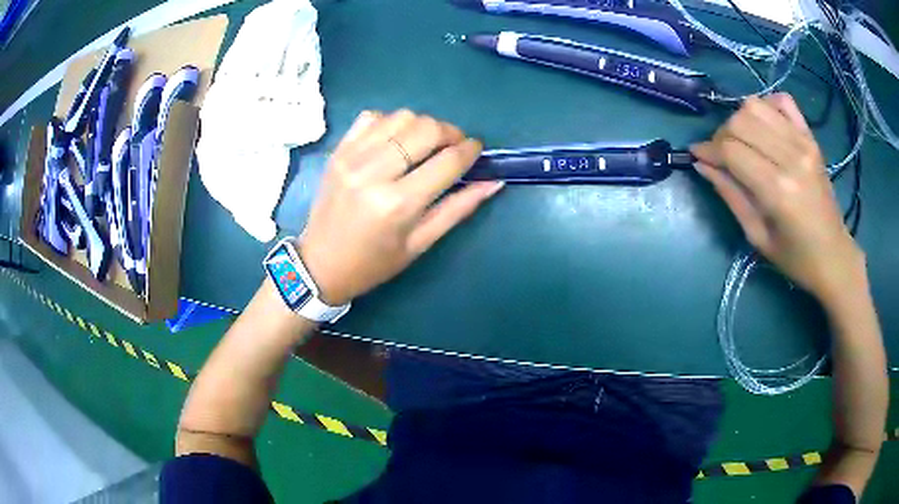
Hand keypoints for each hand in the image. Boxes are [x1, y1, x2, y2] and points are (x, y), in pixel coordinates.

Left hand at [297, 110, 503, 305]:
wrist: (319, 264)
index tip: (477, 150)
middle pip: (426, 128)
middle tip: (453, 147)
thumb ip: (458, 209)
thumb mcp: (420, 244)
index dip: (470, 151)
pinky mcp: (338, 151)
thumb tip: (493, 182)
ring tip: (425, 145)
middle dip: (450, 133)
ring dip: (422, 126)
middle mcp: (374, 172)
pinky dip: (391, 122)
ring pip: (401, 116)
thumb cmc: (373, 263)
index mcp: (398, 204)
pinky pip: (372, 117)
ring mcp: (352, 157)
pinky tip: (394, 141)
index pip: (447, 161)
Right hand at [691, 93, 865, 305]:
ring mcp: (803, 143)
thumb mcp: (757, 236)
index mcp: (778, 190)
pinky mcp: (811, 138)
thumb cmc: (795, 258)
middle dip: (721, 135)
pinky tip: (765, 126)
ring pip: (756, 105)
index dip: (708, 150)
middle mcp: (791, 158)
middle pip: (740, 121)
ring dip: (740, 119)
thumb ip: (730, 195)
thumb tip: (702, 164)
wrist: (834, 256)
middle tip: (721, 155)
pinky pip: (782, 101)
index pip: (731, 151)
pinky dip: (767, 106)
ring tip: (742, 141)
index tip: (696, 155)